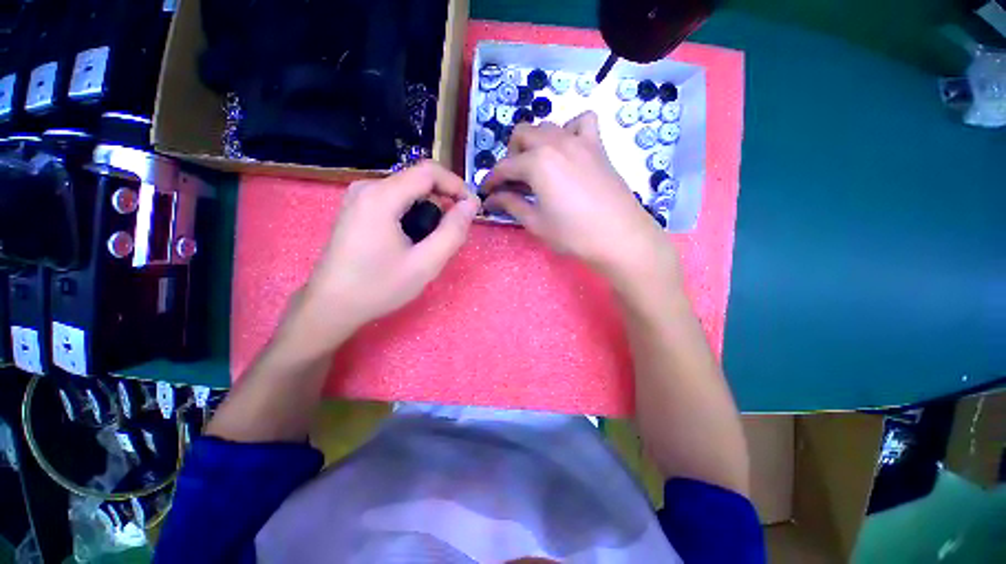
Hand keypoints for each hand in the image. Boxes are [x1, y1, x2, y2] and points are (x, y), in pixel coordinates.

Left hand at [282, 161, 479, 353]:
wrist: (331, 305)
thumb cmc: (379, 286)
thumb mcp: (425, 263)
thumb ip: (452, 232)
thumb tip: (470, 205)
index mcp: (382, 197)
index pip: (429, 171)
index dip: (456, 185)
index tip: (472, 208)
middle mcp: (367, 188)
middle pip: (418, 181)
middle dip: (443, 202)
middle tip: (453, 233)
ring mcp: (359, 197)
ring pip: (408, 192)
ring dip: (428, 211)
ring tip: (432, 242)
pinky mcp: (357, 208)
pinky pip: (395, 200)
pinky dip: (412, 214)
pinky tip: (412, 240)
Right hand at [482, 111, 679, 290]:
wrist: (620, 237)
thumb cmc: (573, 234)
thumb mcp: (536, 223)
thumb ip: (512, 205)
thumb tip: (493, 198)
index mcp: (537, 162)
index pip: (504, 166)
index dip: (491, 180)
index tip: (486, 192)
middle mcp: (556, 142)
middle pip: (522, 135)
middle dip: (510, 156)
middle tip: (513, 180)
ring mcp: (579, 141)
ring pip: (547, 126)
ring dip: (535, 142)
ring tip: (537, 166)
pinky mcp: (598, 146)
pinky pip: (582, 122)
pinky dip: (569, 130)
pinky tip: (568, 150)